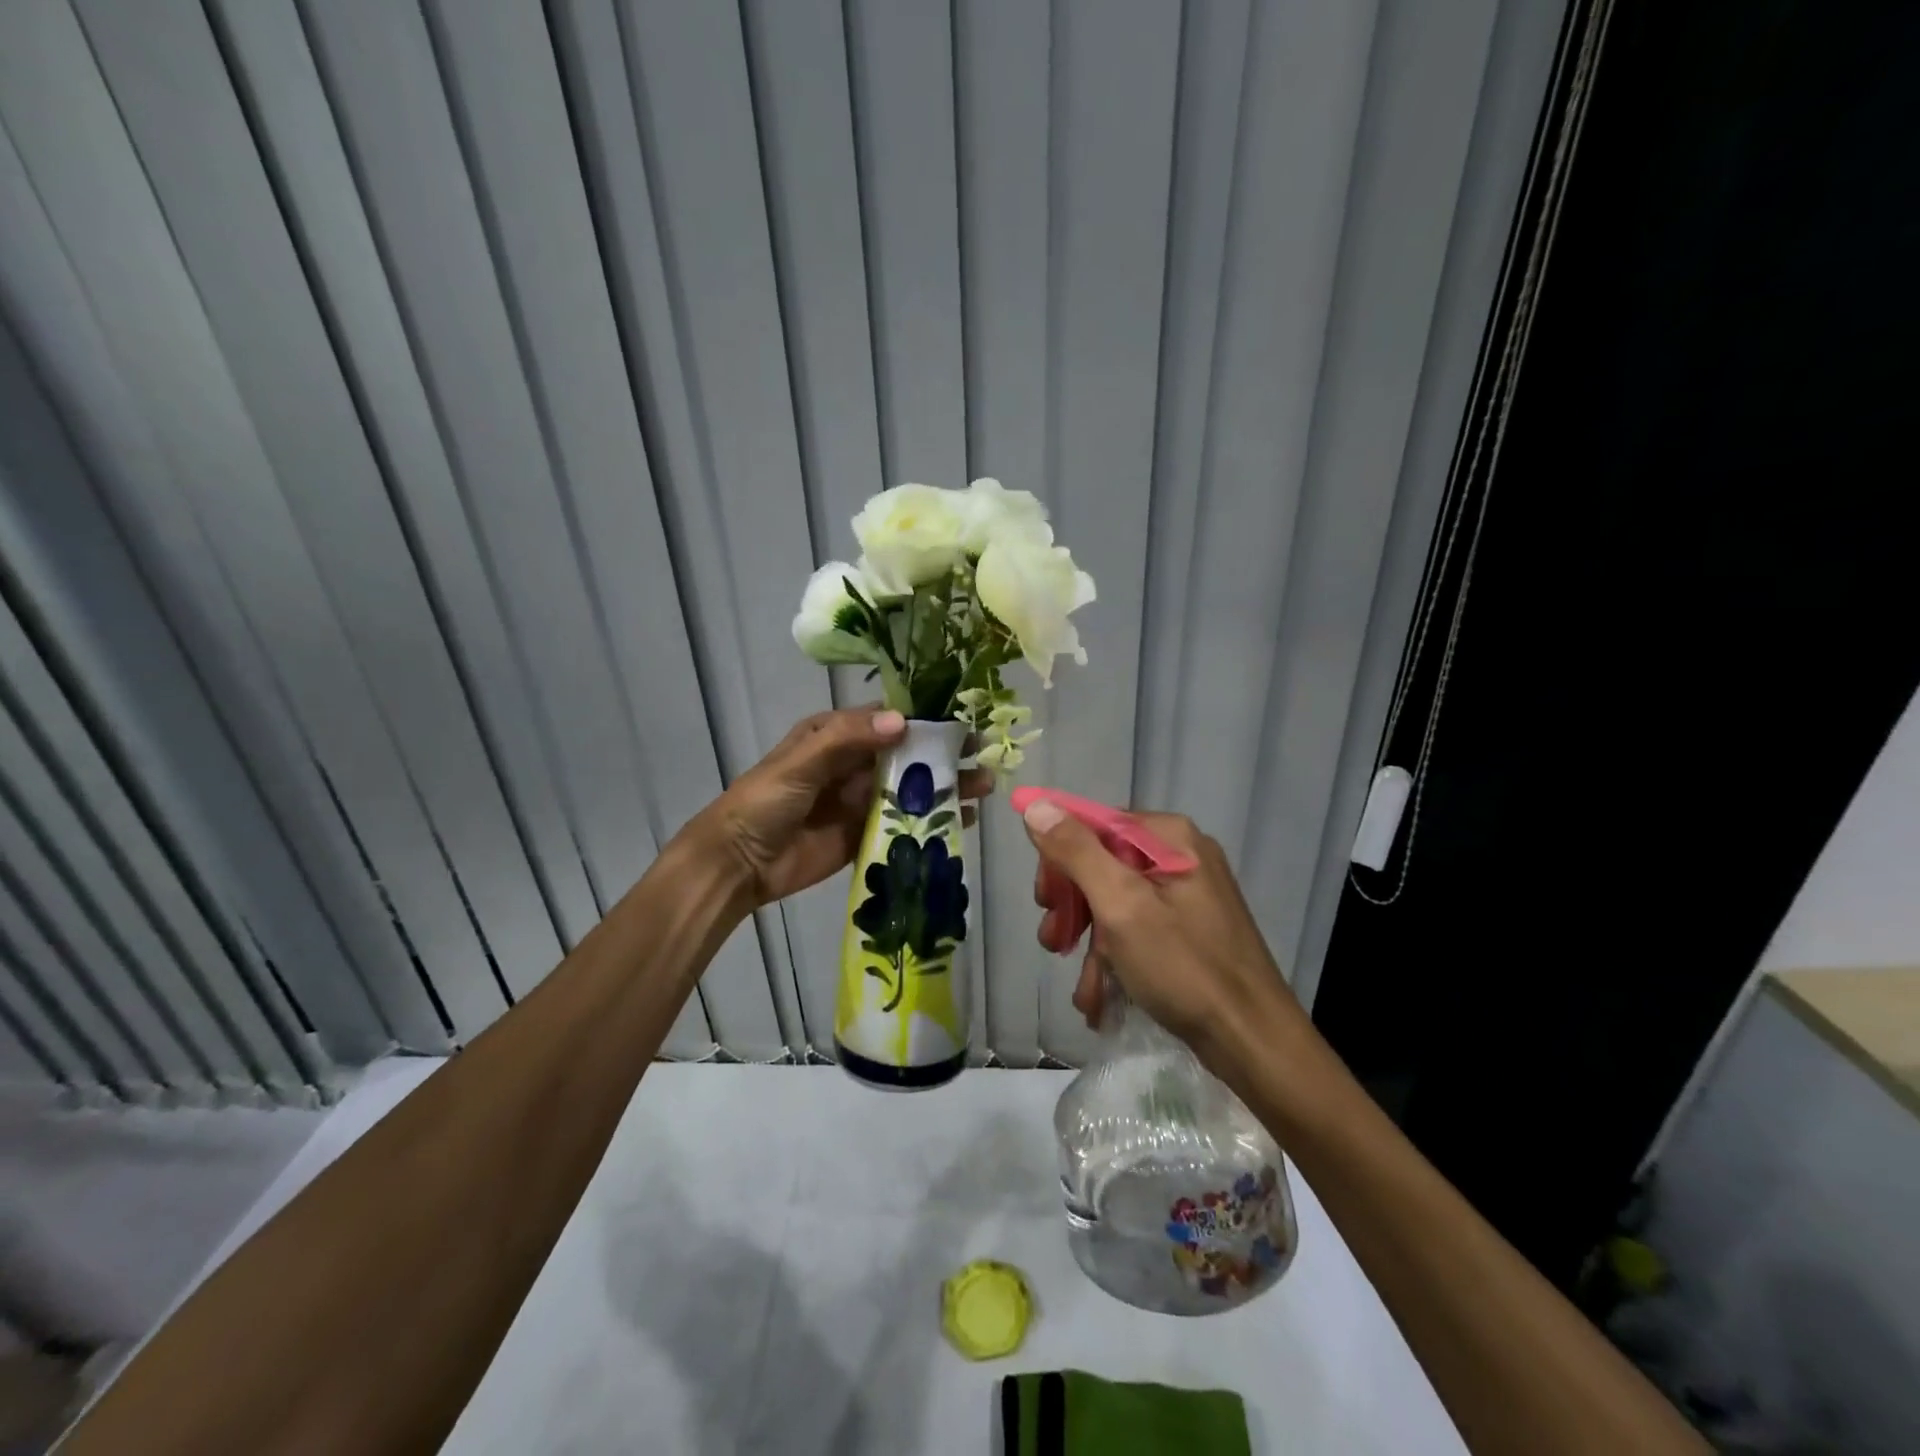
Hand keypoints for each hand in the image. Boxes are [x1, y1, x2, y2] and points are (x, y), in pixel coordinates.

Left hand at [694, 707, 993, 909]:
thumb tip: (903, 722)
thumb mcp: (801, 761)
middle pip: (908, 755)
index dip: (926, 719)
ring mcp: (861, 801)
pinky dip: (932, 821)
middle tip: (983, 756)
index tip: (963, 721)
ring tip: (982, 788)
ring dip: (945, 787)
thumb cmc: (765, 801)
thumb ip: (847, 739)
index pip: (888, 719)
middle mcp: (854, 764)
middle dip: (944, 755)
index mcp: (837, 736)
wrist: (739, 863)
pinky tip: (962, 820)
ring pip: (911, 788)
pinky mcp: (866, 835)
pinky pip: (904, 823)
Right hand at [1023, 802, 1304, 1060]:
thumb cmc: (1183, 967)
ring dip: (1090, 944)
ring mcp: (1188, 894)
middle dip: (1073, 908)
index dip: (1059, 859)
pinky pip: (1137, 928)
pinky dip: (1115, 958)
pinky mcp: (1190, 929)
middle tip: (1054, 942)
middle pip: (1102, 864)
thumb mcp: (1120, 905)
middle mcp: (1180, 855)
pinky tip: (1101, 998)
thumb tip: (1036, 805)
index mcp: (1169, 837)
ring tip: (1083, 989)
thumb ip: (1076, 852)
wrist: (1252, 1042)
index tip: (1044, 901)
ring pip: (1115, 902)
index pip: (1093, 824)